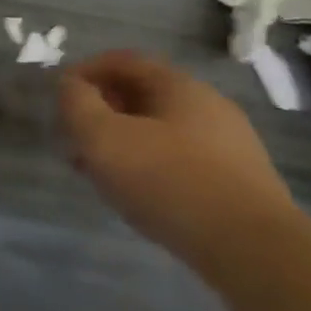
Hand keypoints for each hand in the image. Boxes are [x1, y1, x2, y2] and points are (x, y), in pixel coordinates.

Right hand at [59, 50, 301, 270]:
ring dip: (119, 140)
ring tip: (94, 169)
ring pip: (157, 128)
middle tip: (71, 136)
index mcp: (179, 86)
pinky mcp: (235, 180)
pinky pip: (177, 157)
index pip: (121, 61)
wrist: (252, 250)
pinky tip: (132, 191)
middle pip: (139, 94)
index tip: (58, 97)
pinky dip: (146, 163)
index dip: (83, 72)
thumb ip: (75, 102)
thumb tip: (70, 85)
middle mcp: (208, 106)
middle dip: (99, 110)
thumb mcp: (100, 136)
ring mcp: (228, 144)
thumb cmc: (167, 180)